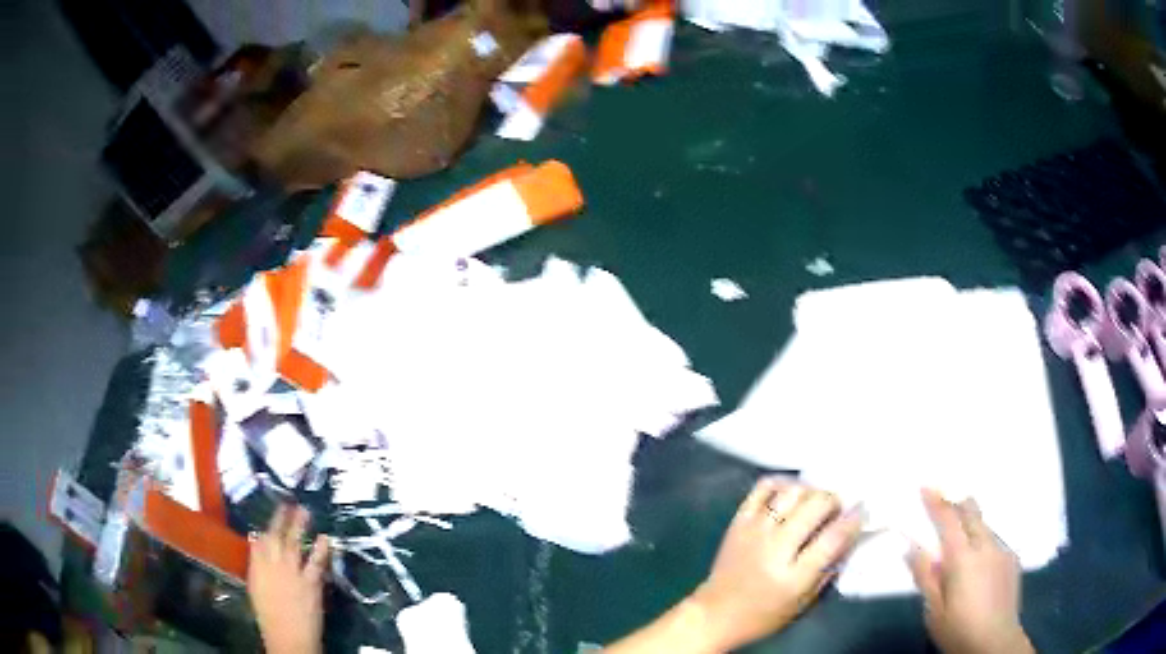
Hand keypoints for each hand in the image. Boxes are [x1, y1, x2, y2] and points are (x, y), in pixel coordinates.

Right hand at [248, 504, 329, 653]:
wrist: (288, 636)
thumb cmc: (269, 617)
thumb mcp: (256, 589)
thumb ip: (257, 566)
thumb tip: (256, 544)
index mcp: (256, 568)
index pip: (259, 541)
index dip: (266, 527)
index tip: (272, 514)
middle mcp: (272, 564)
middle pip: (276, 536)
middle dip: (281, 518)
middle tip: (288, 502)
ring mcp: (292, 572)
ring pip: (295, 543)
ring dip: (299, 525)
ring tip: (305, 510)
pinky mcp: (310, 582)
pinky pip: (316, 561)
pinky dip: (322, 549)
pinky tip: (326, 537)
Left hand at [690, 478, 862, 650]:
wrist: (716, 614)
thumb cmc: (764, 615)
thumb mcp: (804, 602)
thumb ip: (829, 569)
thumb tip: (850, 534)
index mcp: (793, 576)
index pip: (832, 538)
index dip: (852, 521)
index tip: (861, 512)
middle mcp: (774, 549)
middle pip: (815, 506)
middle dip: (834, 501)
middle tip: (837, 509)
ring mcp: (755, 531)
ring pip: (792, 492)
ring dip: (811, 491)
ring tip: (815, 502)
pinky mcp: (739, 521)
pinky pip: (763, 488)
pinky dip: (782, 483)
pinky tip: (792, 492)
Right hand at [907, 489, 1033, 653]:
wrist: (995, 641)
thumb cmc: (958, 629)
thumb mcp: (934, 610)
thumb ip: (925, 577)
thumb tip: (912, 547)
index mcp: (962, 559)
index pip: (948, 521)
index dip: (937, 502)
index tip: (926, 486)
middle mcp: (985, 547)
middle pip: (972, 514)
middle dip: (958, 502)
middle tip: (947, 495)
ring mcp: (1002, 552)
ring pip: (985, 527)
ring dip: (972, 523)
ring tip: (963, 531)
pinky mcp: (1012, 561)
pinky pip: (995, 542)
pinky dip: (984, 541)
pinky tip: (981, 558)